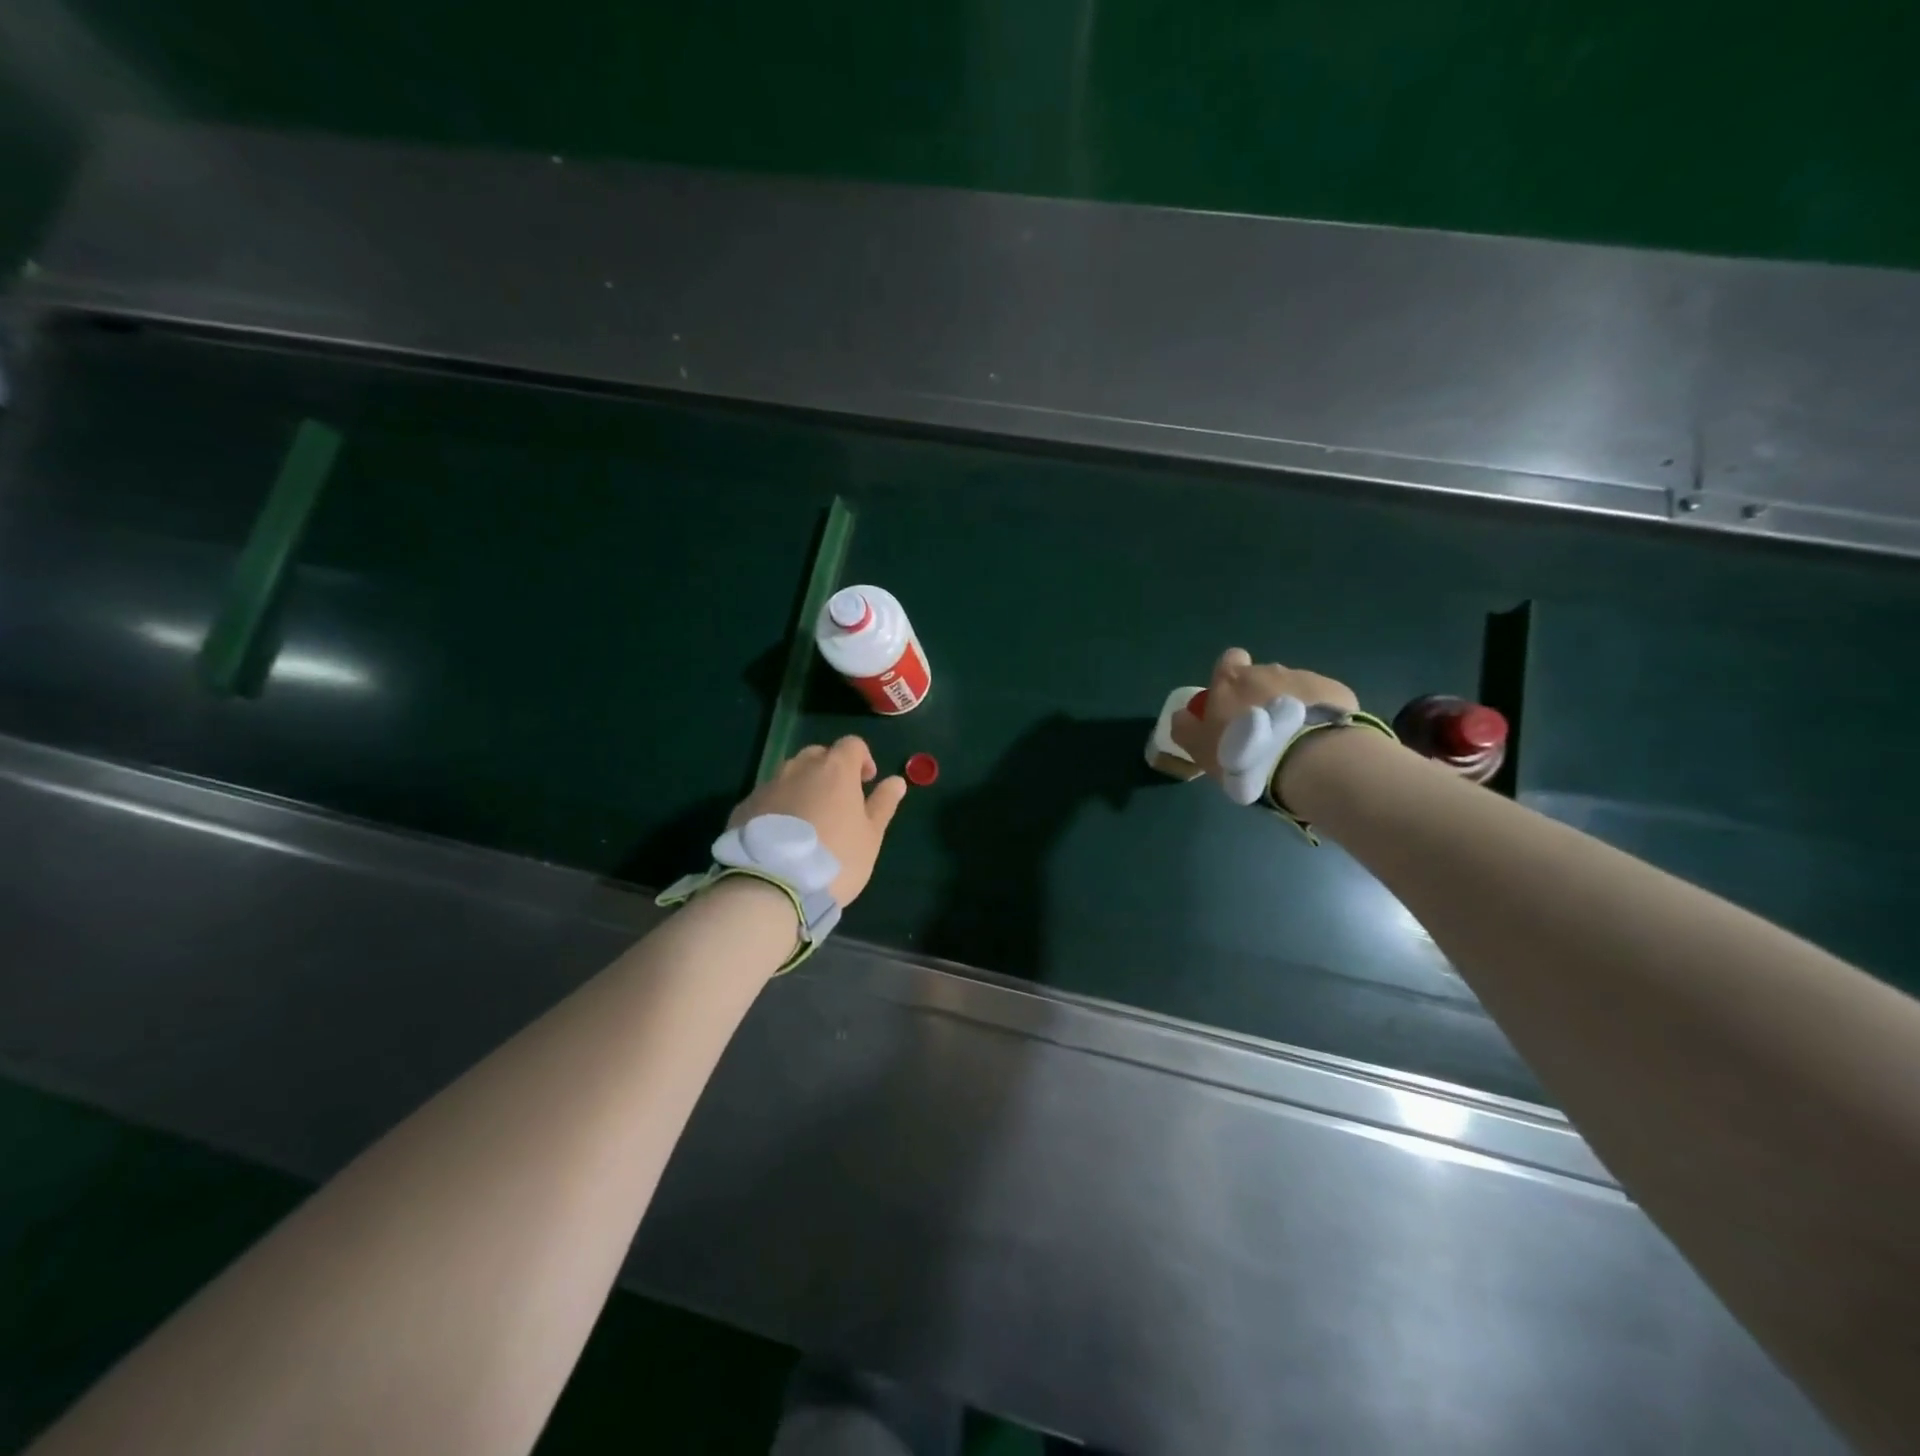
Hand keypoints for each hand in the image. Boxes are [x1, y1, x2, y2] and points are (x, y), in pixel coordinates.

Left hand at [729, 737, 906, 904]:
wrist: (773, 886)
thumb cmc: (836, 859)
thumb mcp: (871, 836)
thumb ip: (883, 804)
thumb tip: (896, 780)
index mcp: (835, 769)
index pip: (852, 744)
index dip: (862, 759)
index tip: (867, 782)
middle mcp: (799, 768)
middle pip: (818, 755)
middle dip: (830, 770)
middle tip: (838, 802)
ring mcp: (768, 786)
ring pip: (790, 775)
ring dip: (803, 787)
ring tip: (808, 821)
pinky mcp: (745, 807)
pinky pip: (768, 798)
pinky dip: (779, 807)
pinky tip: (782, 837)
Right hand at [1170, 648, 1358, 781]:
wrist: (1306, 761)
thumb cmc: (1243, 753)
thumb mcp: (1200, 748)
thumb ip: (1186, 728)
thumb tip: (1182, 715)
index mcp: (1232, 680)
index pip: (1228, 661)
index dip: (1229, 678)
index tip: (1232, 704)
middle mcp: (1268, 671)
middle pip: (1263, 677)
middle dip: (1262, 697)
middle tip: (1263, 732)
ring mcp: (1306, 678)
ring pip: (1294, 688)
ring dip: (1291, 707)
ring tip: (1294, 741)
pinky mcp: (1337, 692)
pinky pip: (1324, 701)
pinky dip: (1319, 715)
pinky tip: (1319, 741)